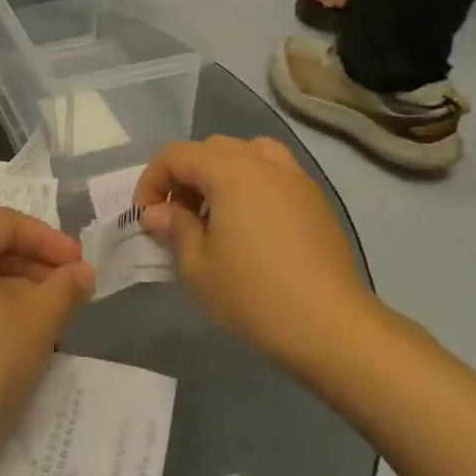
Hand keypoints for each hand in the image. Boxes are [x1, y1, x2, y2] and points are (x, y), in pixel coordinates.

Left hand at [0, 208, 94, 457]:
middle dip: (35, 264)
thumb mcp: (36, 322)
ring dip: (18, 288)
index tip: (79, 268)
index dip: (49, 239)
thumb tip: (81, 272)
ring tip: (50, 320)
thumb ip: (64, 289)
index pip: (7, 222)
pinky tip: (16, 339)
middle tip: (70, 294)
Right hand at [136, 136, 375, 368]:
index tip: (146, 217)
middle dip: (185, 176)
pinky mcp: (314, 200)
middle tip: (176, 217)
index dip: (152, 181)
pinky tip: (248, 226)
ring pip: (247, 154)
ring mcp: (295, 178)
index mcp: (230, 171)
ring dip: (220, 175)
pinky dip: (251, 185)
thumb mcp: (197, 266)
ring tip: (214, 214)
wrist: (329, 326)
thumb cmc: (253, 294)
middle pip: (211, 149)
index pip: (176, 155)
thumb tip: (157, 212)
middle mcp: (264, 162)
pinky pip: (273, 174)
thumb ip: (174, 228)